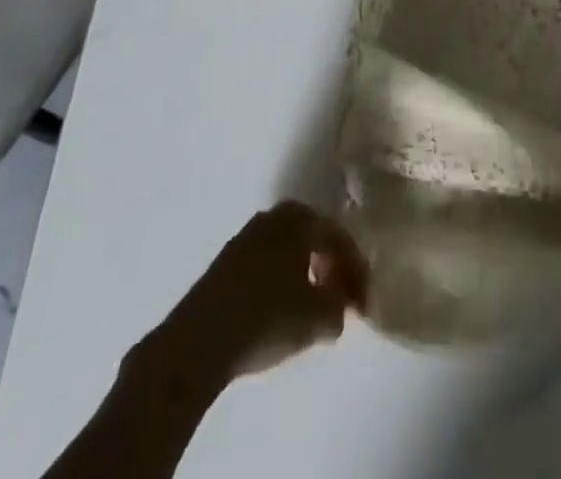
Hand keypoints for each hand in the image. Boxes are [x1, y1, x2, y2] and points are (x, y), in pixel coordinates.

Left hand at [166, 202, 368, 382]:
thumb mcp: (319, 318)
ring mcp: (244, 238)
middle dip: (329, 266)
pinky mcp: (223, 265)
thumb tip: (339, 307)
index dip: (356, 270)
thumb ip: (339, 308)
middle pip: (312, 238)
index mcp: (300, 218)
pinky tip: (278, 312)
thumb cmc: (267, 317)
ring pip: (286, 251)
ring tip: (310, 309)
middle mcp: (273, 217)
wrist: (197, 342)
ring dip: (303, 275)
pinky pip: (264, 266)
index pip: (339, 237)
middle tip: (338, 297)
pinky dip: (279, 284)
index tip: (362, 303)